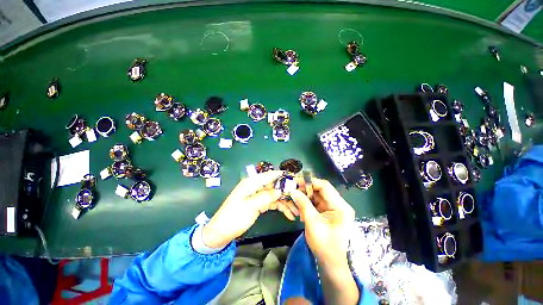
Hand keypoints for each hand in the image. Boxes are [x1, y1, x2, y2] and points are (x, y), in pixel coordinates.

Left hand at [202, 171, 298, 248]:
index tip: (296, 180)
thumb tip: (280, 190)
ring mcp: (258, 195)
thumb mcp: (250, 206)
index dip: (283, 176)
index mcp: (252, 182)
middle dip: (287, 192)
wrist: (221, 233)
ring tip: (296, 211)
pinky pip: (272, 202)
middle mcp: (256, 186)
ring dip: (286, 202)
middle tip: (300, 199)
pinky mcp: (259, 203)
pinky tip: (289, 214)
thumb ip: (266, 196)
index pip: (270, 175)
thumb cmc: (233, 217)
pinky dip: (280, 207)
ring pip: (275, 195)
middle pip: (275, 186)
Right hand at [289, 178, 354, 265]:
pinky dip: (307, 203)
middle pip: (321, 190)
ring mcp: (334, 208)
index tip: (296, 182)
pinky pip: (316, 202)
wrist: (331, 263)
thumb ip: (303, 204)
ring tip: (294, 198)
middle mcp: (339, 204)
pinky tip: (300, 206)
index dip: (310, 182)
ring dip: (305, 196)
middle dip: (306, 189)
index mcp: (340, 206)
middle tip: (293, 190)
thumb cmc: (324, 245)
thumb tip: (292, 190)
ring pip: (317, 195)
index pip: (325, 186)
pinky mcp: (328, 212)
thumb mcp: (312, 222)